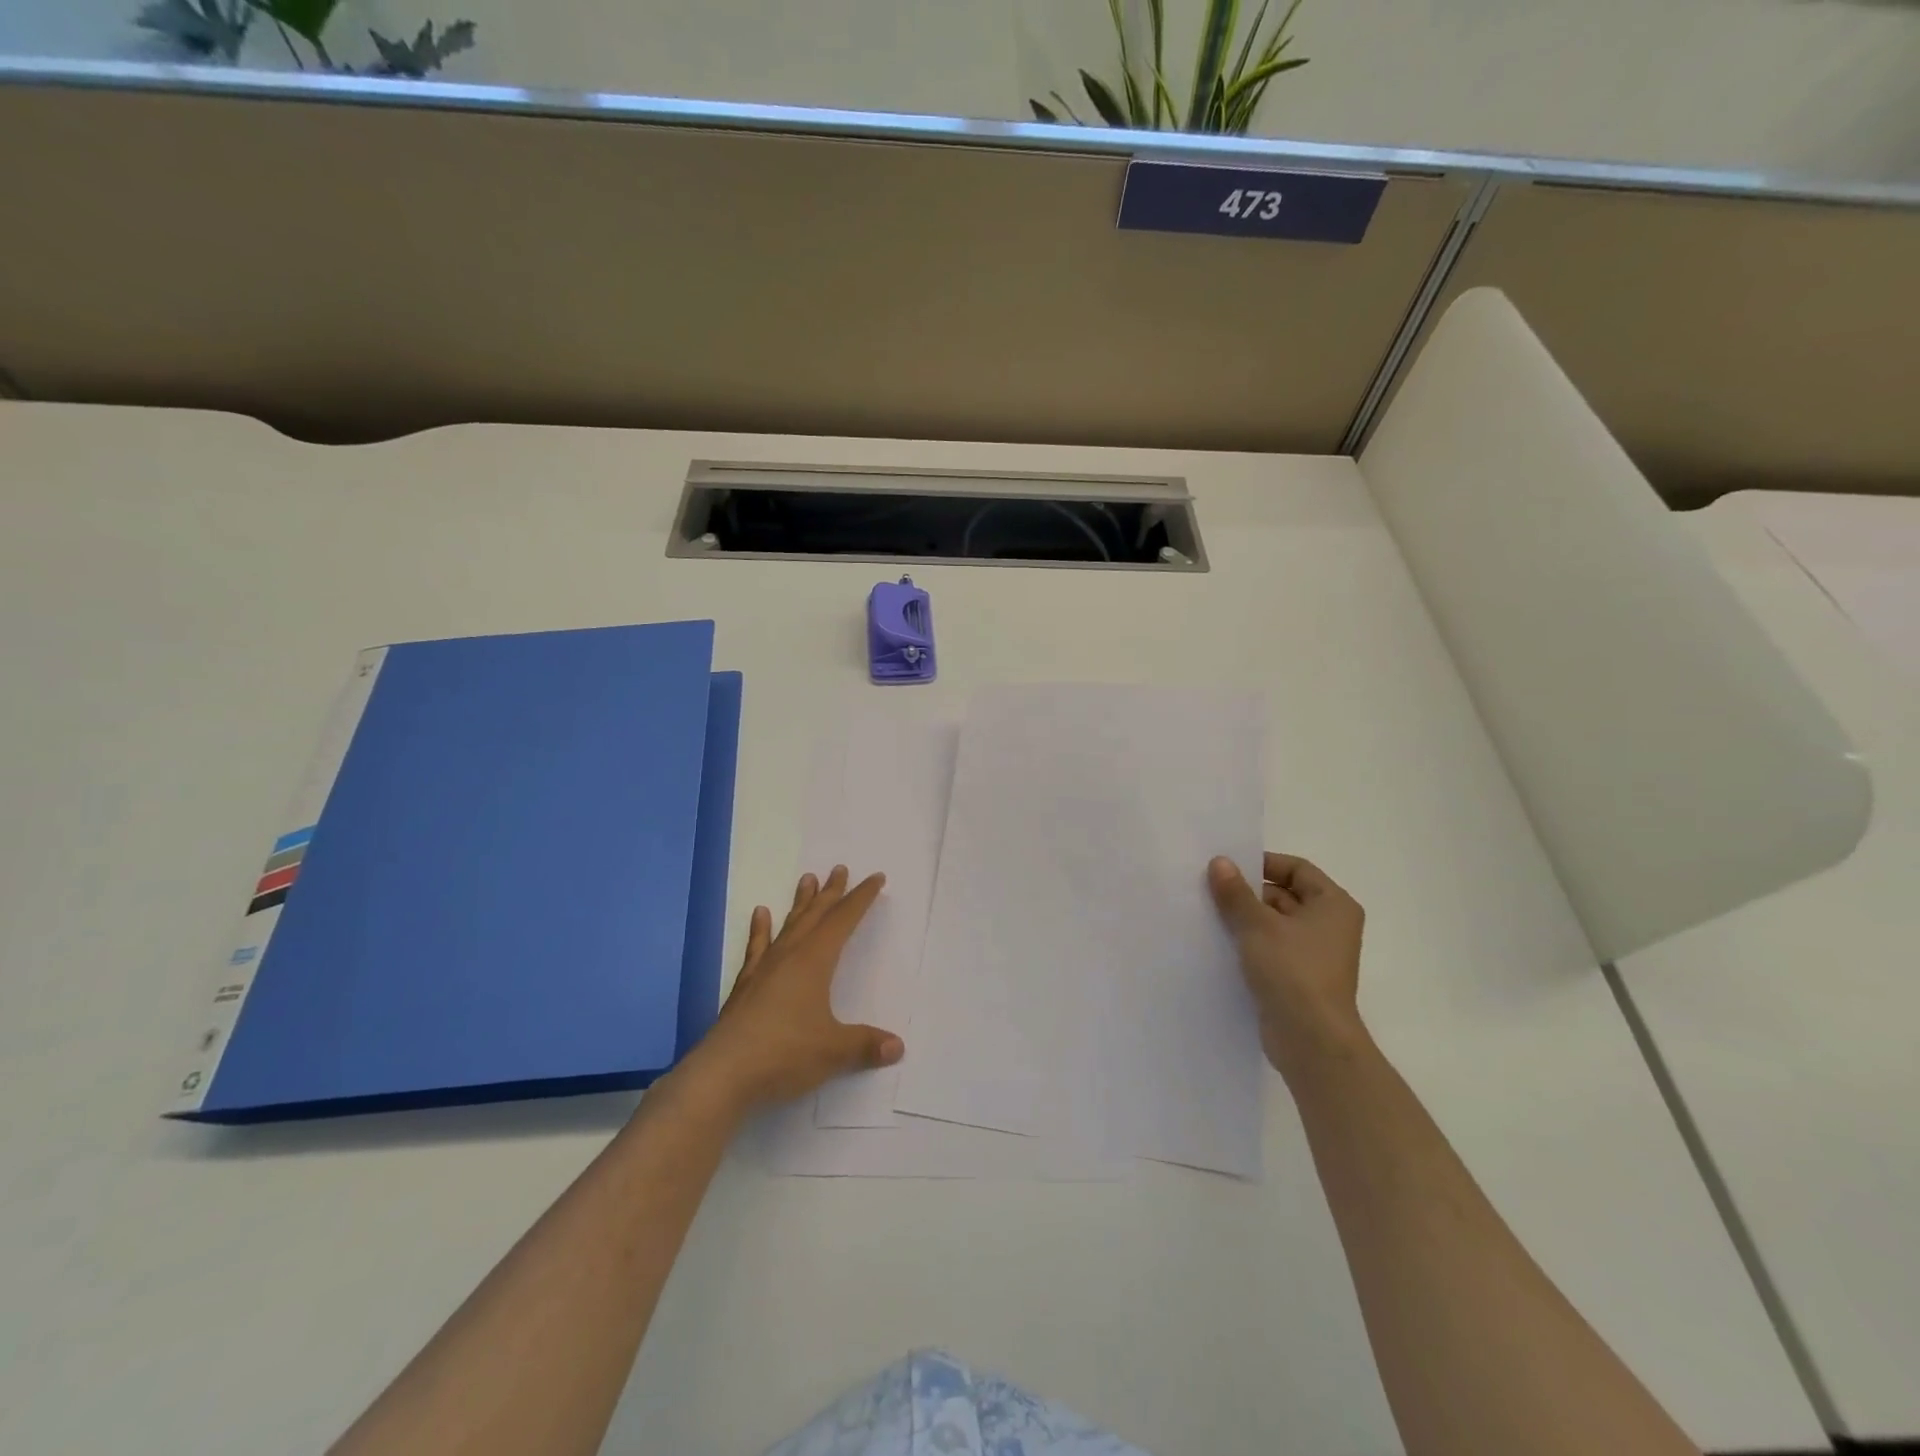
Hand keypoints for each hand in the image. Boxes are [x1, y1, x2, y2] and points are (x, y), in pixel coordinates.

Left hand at [680, 865, 904, 1113]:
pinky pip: (757, 948)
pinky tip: (760, 914)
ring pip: (788, 926)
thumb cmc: (784, 1054)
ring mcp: (764, 970)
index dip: (861, 899)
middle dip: (831, 893)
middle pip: (815, 916)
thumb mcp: (833, 1051)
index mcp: (814, 962)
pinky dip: (760, 930)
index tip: (875, 878)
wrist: (722, 1074)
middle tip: (840, 869)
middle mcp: (789, 956)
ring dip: (800, 903)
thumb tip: (898, 1046)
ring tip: (806, 878)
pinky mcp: (745, 987)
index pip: (843, 921)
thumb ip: (865, 1044)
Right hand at [1207, 852, 1367, 1079]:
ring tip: (1208, 915)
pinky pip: (1271, 949)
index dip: (1263, 864)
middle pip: (1284, 895)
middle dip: (1248, 893)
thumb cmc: (1292, 971)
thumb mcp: (1257, 925)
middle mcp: (1329, 925)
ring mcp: (1315, 954)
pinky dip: (1249, 944)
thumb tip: (1219, 862)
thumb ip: (1236, 892)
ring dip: (1245, 919)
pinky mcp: (1299, 978)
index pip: (1296, 869)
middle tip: (1210, 890)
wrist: (1310, 1040)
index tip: (1228, 868)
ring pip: (1274, 924)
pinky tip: (1218, 944)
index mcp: (1333, 904)